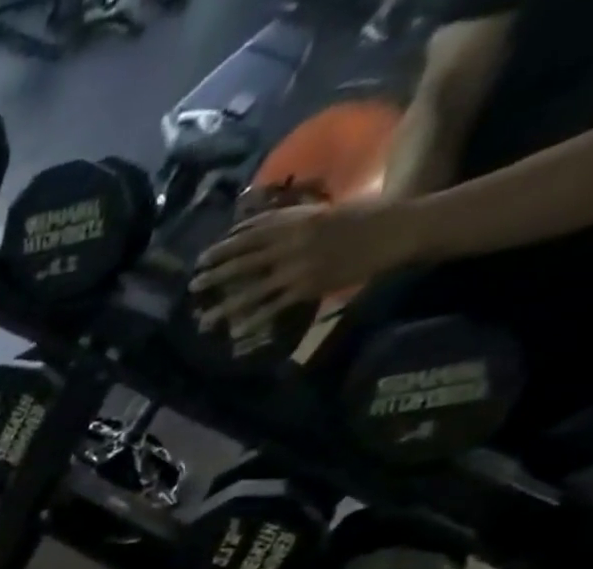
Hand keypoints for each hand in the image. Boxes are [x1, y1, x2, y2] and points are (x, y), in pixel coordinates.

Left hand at [190, 197, 418, 338]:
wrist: (399, 229)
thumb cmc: (364, 218)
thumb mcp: (324, 213)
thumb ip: (292, 221)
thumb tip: (262, 228)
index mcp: (298, 222)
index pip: (251, 234)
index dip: (224, 247)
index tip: (202, 258)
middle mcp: (294, 243)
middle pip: (244, 261)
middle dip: (216, 274)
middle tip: (192, 285)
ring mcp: (300, 267)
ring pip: (253, 289)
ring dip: (226, 306)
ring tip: (204, 319)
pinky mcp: (309, 286)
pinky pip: (275, 307)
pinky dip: (254, 320)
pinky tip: (237, 331)